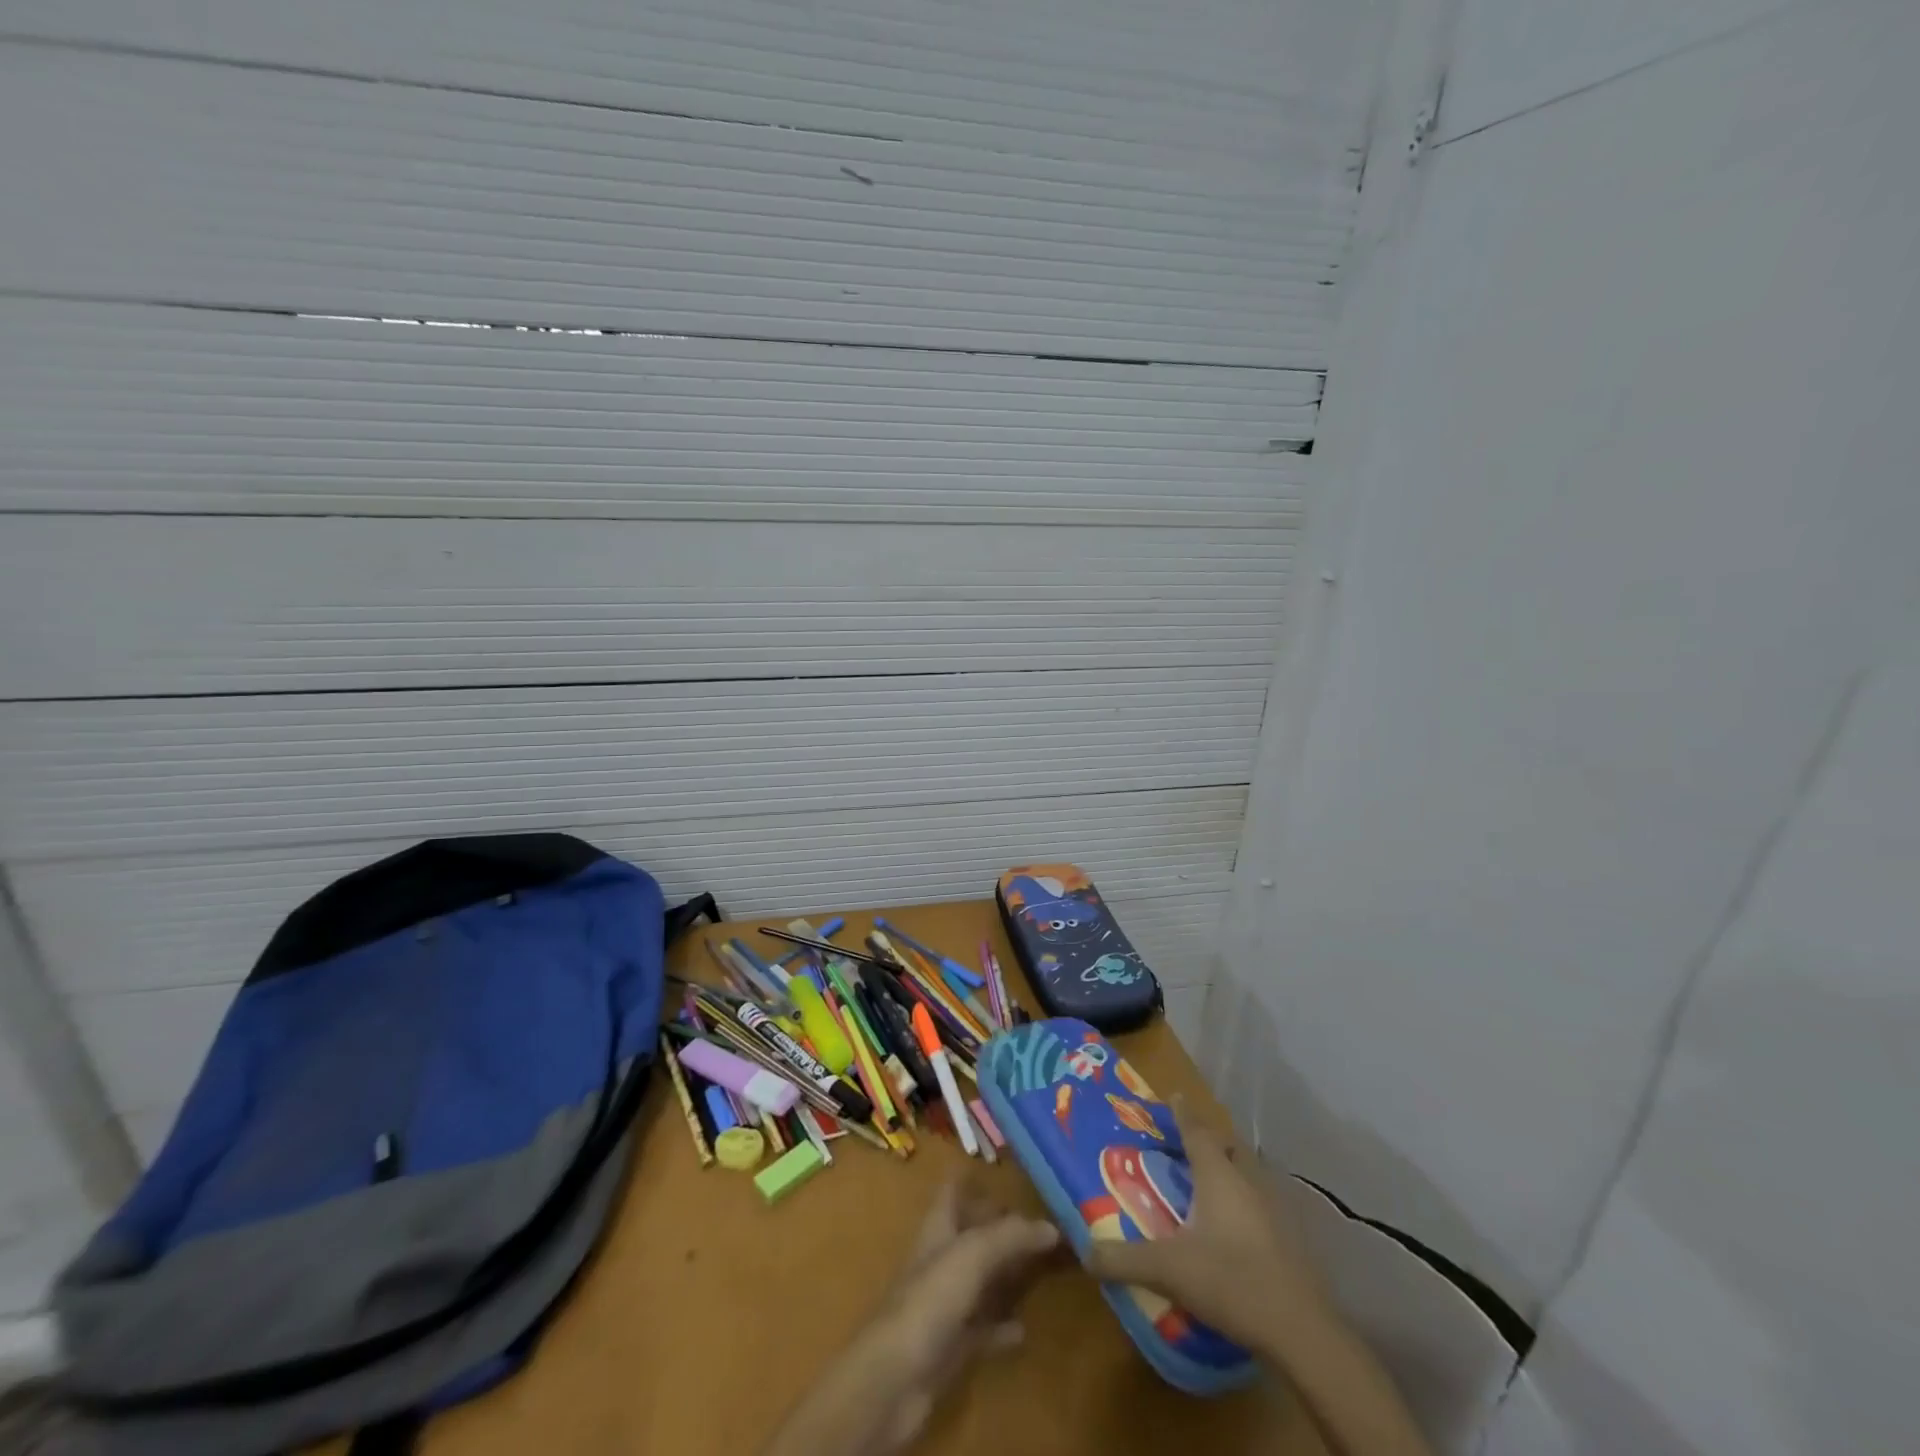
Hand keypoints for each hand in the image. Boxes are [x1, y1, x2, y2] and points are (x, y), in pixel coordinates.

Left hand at [762, 1181, 1060, 1455]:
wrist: (895, 1377)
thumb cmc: (929, 1299)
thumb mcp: (972, 1254)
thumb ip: (1010, 1236)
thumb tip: (1051, 1225)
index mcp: (938, 1228)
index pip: (953, 1190)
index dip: (971, 1176)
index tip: (1003, 1168)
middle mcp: (941, 1258)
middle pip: (972, 1233)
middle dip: (1001, 1226)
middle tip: (1042, 1219)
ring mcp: (944, 1303)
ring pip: (980, 1279)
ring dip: (1006, 1274)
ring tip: (1042, 1266)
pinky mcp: (951, 1344)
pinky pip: (983, 1329)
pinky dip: (1002, 1326)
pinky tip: (1023, 1328)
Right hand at [1083, 1097, 1333, 1358]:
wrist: (1302, 1331)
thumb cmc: (1231, 1281)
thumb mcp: (1168, 1270)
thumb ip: (1124, 1259)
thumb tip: (1086, 1252)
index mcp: (1218, 1175)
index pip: (1197, 1131)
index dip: (1183, 1113)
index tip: (1173, 1096)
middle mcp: (1247, 1181)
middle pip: (1228, 1146)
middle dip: (1209, 1139)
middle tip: (1186, 1143)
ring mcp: (1274, 1208)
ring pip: (1248, 1173)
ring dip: (1229, 1169)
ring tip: (1208, 1182)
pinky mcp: (1290, 1238)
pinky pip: (1261, 1202)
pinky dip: (1244, 1201)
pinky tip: (1234, 1226)